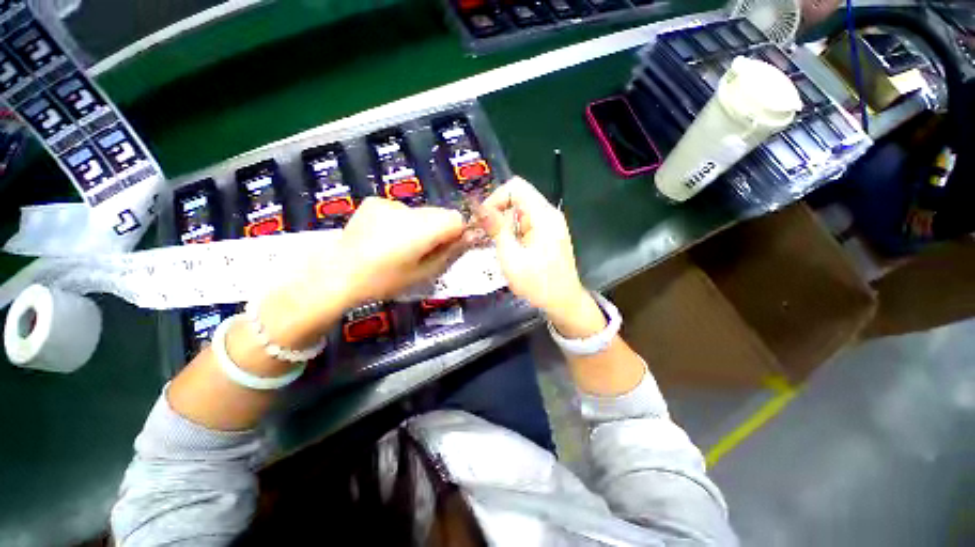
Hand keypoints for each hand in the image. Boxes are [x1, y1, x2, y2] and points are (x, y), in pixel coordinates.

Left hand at [265, 198, 464, 344]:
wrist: (336, 275)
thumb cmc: (383, 281)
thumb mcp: (423, 274)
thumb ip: (449, 253)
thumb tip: (469, 238)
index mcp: (422, 228)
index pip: (456, 218)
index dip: (456, 234)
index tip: (445, 249)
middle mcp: (408, 208)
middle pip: (439, 213)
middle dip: (438, 230)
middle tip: (422, 252)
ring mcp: (389, 202)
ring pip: (420, 212)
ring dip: (419, 226)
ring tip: (400, 246)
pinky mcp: (374, 202)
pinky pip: (400, 210)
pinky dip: (400, 222)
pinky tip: (383, 237)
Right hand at [480, 177, 602, 334]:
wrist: (564, 302)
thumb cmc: (538, 283)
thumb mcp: (512, 258)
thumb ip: (497, 230)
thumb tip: (480, 207)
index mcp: (543, 216)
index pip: (516, 187)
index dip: (495, 198)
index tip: (483, 220)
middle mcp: (549, 214)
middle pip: (518, 197)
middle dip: (497, 211)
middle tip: (482, 232)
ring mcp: (551, 224)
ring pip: (521, 210)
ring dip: (504, 222)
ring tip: (492, 241)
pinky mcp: (549, 233)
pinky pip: (527, 222)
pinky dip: (513, 229)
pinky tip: (506, 245)